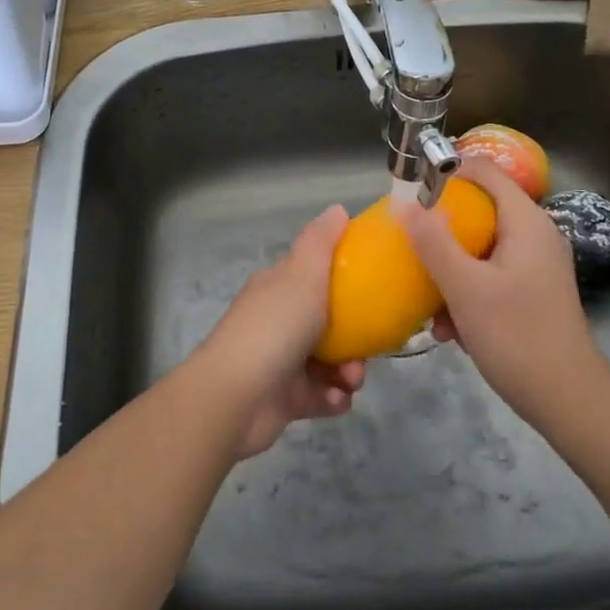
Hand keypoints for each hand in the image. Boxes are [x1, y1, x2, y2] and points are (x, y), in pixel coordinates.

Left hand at [193, 205, 365, 459]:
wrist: (235, 397)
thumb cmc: (274, 327)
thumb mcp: (302, 274)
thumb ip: (321, 241)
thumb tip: (337, 209)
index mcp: (277, 287)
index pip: (312, 275)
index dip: (343, 279)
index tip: (373, 289)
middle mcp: (277, 321)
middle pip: (328, 323)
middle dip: (355, 337)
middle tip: (367, 349)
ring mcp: (280, 361)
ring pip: (329, 362)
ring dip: (348, 372)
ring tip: (350, 380)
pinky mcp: (285, 399)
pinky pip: (321, 396)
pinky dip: (333, 398)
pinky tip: (336, 400)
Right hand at [395, 157, 604, 430]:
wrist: (567, 400)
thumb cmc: (516, 335)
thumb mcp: (464, 287)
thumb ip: (433, 242)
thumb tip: (402, 204)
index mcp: (525, 221)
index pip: (484, 170)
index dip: (447, 172)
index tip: (411, 192)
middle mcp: (535, 235)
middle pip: (479, 210)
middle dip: (441, 230)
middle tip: (410, 246)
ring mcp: (536, 265)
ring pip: (480, 248)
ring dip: (450, 270)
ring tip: (429, 301)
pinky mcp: (532, 292)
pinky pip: (490, 275)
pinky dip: (467, 292)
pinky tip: (450, 328)